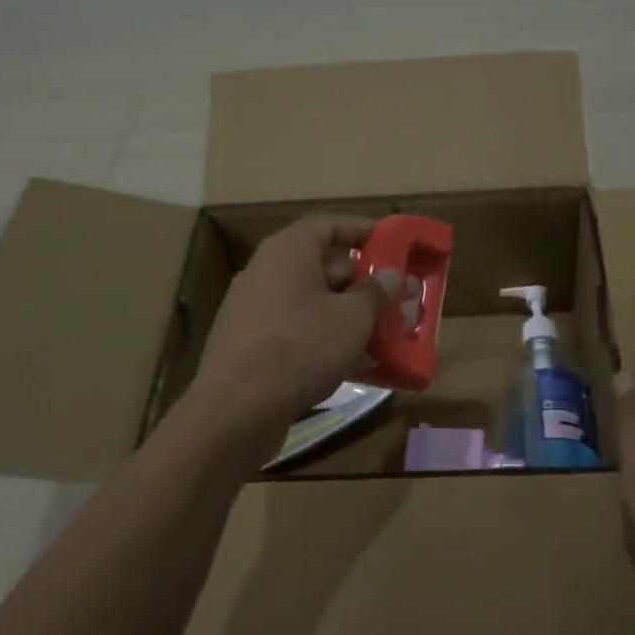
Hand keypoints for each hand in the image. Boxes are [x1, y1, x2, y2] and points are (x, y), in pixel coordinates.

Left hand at [191, 215, 388, 430]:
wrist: (237, 410)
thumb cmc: (301, 348)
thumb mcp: (352, 318)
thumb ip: (376, 293)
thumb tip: (390, 276)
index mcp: (287, 252)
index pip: (327, 224)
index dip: (361, 229)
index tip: (391, 243)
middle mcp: (266, 273)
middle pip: (322, 265)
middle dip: (363, 282)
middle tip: (397, 297)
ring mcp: (255, 310)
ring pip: (312, 303)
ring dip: (349, 314)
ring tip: (386, 332)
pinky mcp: (251, 345)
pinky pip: (298, 331)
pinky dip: (327, 339)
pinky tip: (357, 364)